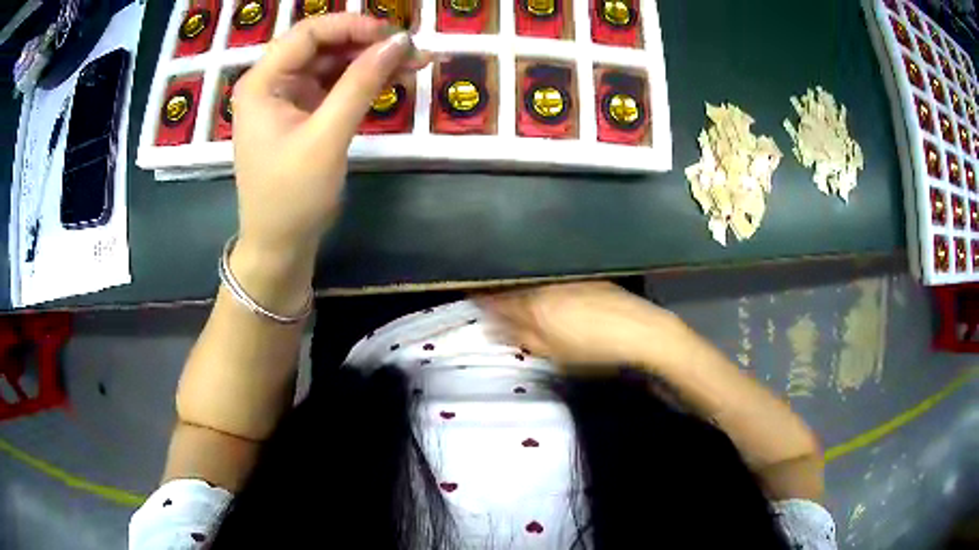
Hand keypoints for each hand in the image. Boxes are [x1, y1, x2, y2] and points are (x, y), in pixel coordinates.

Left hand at [231, 14, 429, 265]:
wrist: (280, 247)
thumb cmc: (292, 197)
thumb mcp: (327, 137)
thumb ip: (361, 84)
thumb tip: (400, 41)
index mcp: (262, 82)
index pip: (308, 33)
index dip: (353, 26)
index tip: (395, 36)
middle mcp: (272, 83)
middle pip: (323, 45)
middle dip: (368, 45)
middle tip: (414, 50)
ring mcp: (287, 98)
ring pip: (333, 64)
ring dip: (371, 63)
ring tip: (416, 64)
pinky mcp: (302, 115)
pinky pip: (335, 87)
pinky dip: (363, 83)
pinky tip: (394, 81)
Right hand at [479, 282, 693, 373]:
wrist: (641, 332)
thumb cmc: (593, 350)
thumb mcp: (553, 353)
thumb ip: (522, 338)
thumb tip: (493, 328)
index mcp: (535, 306)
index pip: (498, 300)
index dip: (482, 299)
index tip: (470, 296)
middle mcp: (547, 286)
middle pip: (515, 287)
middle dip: (500, 292)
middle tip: (489, 298)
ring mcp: (568, 279)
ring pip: (534, 281)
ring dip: (521, 287)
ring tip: (515, 295)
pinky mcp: (586, 278)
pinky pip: (553, 279)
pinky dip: (543, 286)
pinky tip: (549, 295)